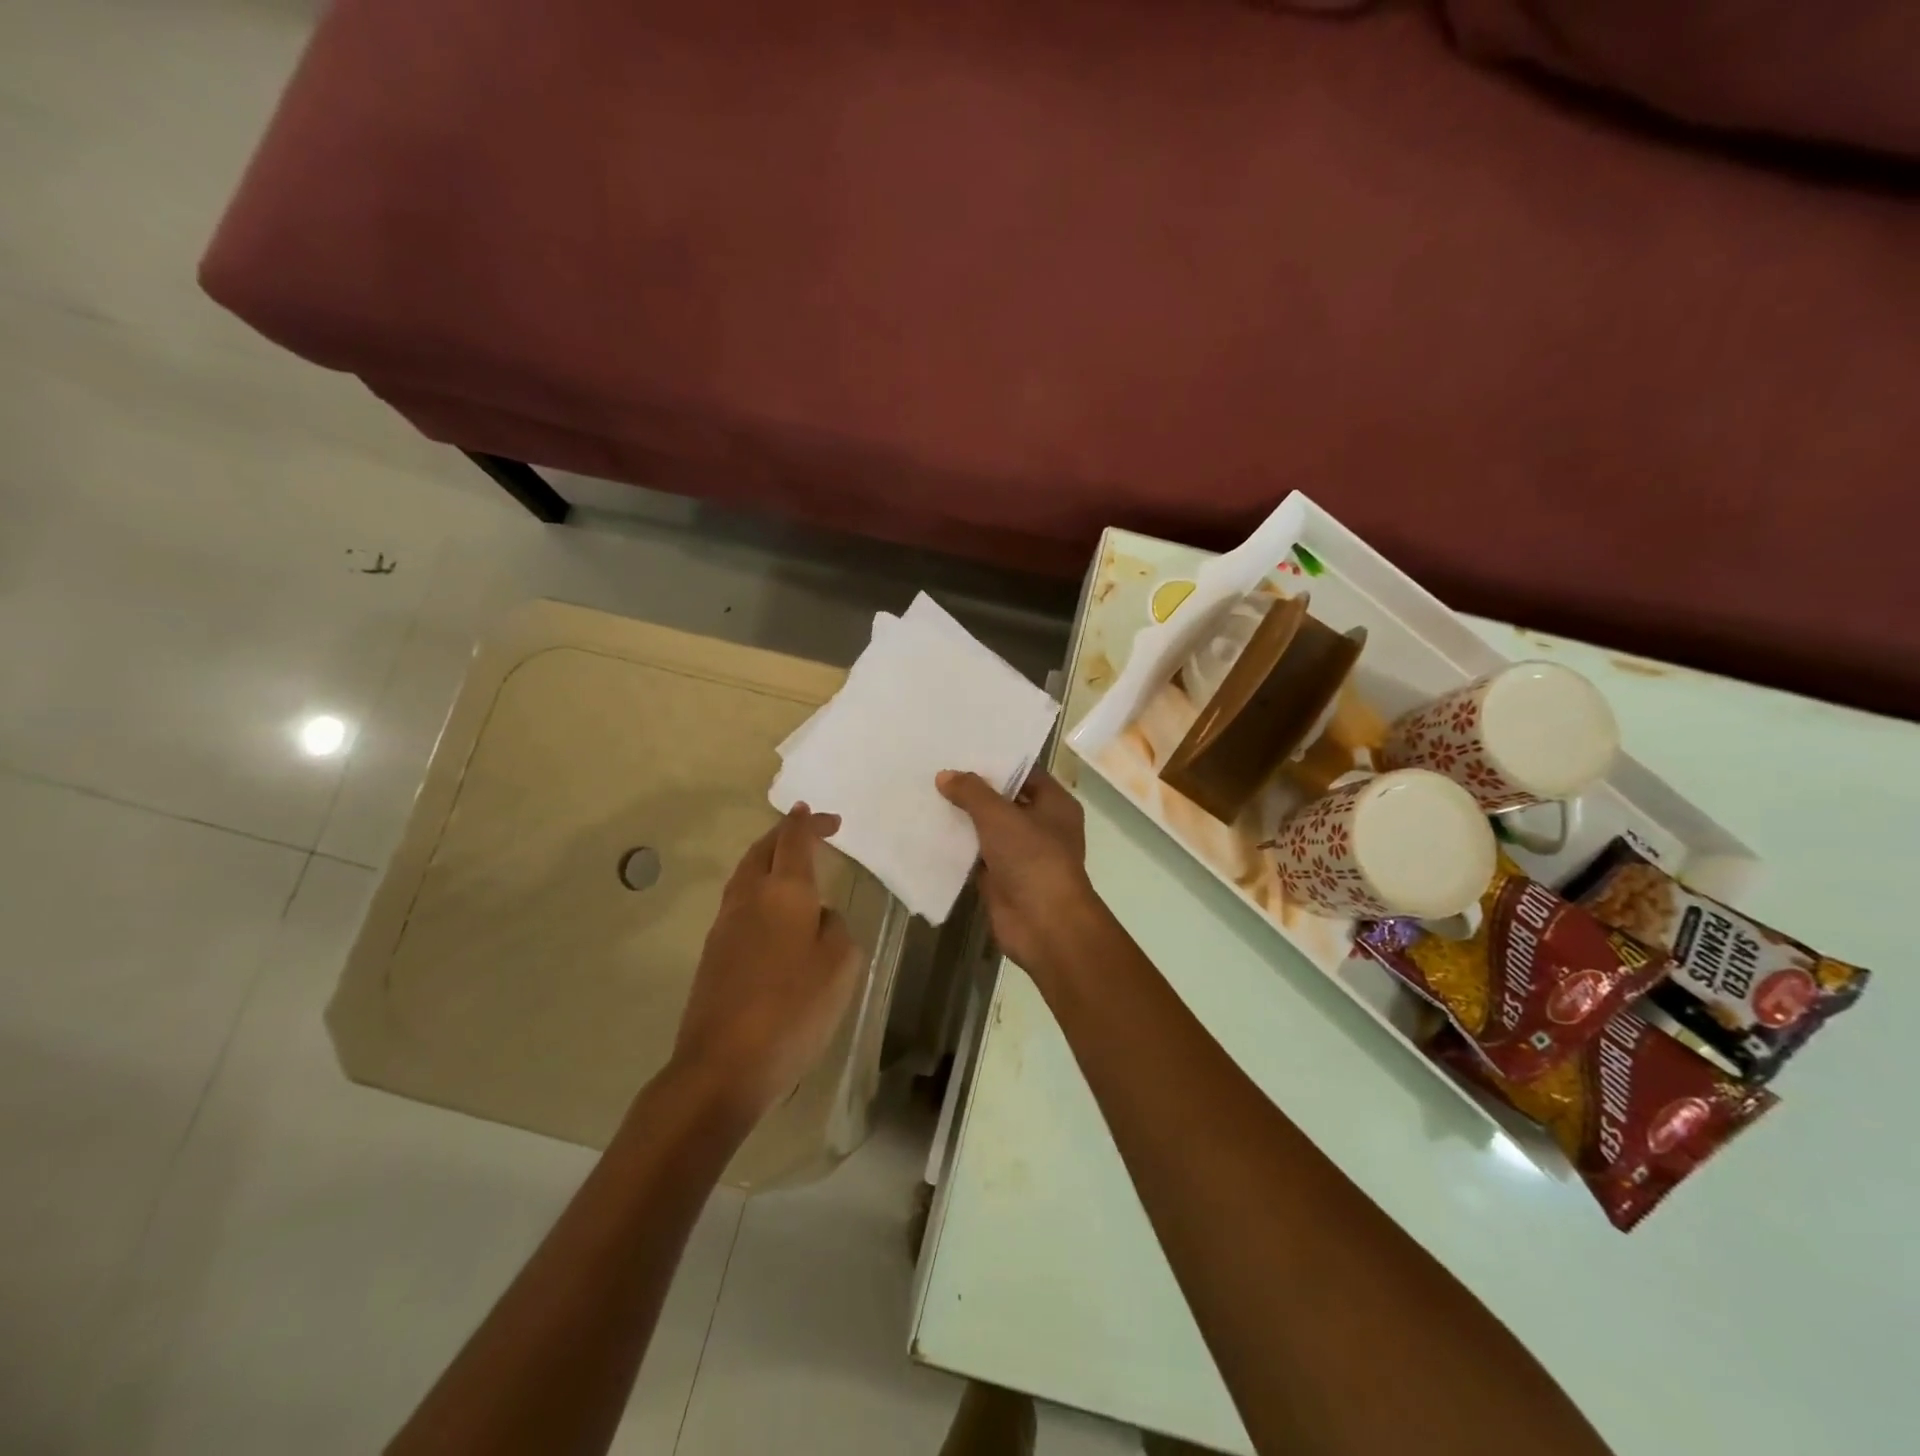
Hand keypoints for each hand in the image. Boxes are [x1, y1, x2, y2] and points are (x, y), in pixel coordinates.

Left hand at [672, 805, 858, 1126]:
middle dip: (784, 834)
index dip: (810, 823)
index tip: (826, 817)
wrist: (723, 1067)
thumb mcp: (840, 966)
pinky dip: (758, 891)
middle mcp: (748, 898)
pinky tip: (773, 916)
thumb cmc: (793, 1010)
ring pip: (745, 875)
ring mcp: (724, 926)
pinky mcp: (712, 955)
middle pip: (761, 850)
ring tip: (790, 866)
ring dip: (767, 861)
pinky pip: (739, 904)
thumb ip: (835, 928)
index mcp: (783, 892)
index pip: (794, 840)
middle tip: (808, 830)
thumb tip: (819, 916)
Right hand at [936, 768, 1107, 987]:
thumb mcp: (1000, 817)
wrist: (1044, 925)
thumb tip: (945, 775)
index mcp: (1054, 804)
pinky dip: (957, 847)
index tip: (962, 749)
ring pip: (987, 829)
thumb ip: (972, 793)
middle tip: (936, 768)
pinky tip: (928, 831)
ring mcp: (1021, 854)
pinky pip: (976, 856)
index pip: (1024, 772)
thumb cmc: (1032, 859)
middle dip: (973, 789)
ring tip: (926, 794)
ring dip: (963, 818)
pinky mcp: (1002, 878)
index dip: (995, 761)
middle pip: (1004, 800)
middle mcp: (1041, 826)